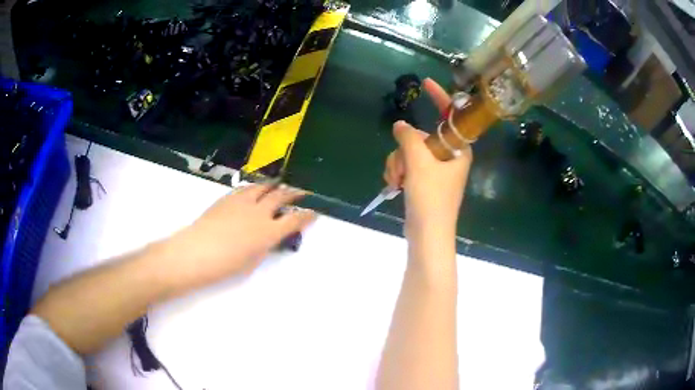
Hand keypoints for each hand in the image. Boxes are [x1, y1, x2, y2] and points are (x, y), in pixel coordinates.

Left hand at [157, 184, 315, 291]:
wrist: (196, 252)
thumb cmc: (225, 265)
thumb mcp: (252, 260)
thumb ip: (264, 246)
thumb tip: (269, 237)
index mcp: (268, 232)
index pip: (294, 220)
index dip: (307, 215)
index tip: (314, 212)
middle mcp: (259, 212)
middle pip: (281, 196)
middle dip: (294, 193)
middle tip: (302, 191)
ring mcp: (243, 202)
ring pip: (263, 187)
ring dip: (274, 186)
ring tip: (279, 185)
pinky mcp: (228, 198)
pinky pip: (246, 189)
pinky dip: (255, 188)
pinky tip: (254, 190)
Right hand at [383, 78, 471, 242]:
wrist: (427, 235)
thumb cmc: (431, 198)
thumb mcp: (419, 163)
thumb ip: (409, 138)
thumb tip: (400, 126)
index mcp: (458, 149)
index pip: (450, 117)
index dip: (439, 98)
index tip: (426, 83)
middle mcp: (449, 157)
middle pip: (420, 137)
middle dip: (403, 151)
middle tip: (402, 169)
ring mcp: (436, 169)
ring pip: (409, 152)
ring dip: (397, 164)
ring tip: (397, 182)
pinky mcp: (424, 181)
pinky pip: (407, 165)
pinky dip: (397, 173)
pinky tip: (394, 185)